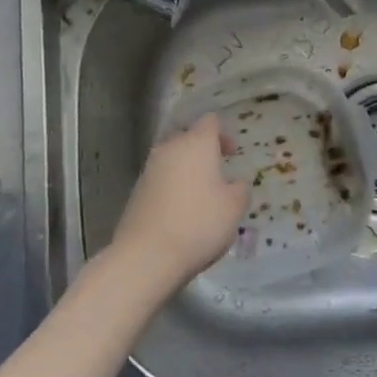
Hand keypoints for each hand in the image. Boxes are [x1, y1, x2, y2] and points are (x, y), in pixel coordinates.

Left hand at [108, 114, 248, 294]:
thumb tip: (233, 183)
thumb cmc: (199, 223)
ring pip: (172, 158)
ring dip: (187, 170)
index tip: (232, 154)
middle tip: (217, 172)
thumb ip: (239, 189)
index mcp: (196, 143)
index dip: (223, 134)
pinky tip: (181, 211)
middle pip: (187, 137)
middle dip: (203, 150)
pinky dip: (172, 187)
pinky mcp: (136, 191)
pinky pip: (160, 179)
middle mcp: (169, 148)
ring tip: (201, 195)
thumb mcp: (234, 207)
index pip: (210, 121)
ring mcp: (149, 169)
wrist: (147, 255)